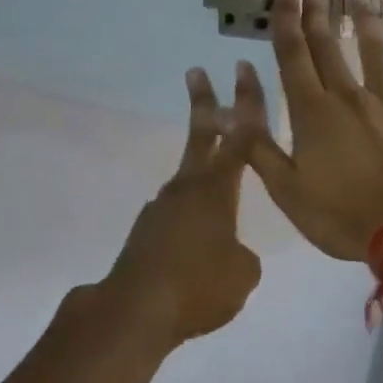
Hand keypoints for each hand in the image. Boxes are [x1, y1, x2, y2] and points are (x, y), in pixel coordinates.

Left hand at [98, 67, 265, 346]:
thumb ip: (243, 255)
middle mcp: (187, 189)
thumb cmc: (199, 286)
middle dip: (204, 104)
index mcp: (216, 190)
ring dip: (202, 178)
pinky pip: (176, 216)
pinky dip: (190, 220)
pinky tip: (197, 249)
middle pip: (200, 137)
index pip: (240, 138)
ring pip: (188, 181)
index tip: (243, 73)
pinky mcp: (146, 231)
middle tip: (196, 73)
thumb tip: (230, 251)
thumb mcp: (243, 274)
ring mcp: (162, 208)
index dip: (247, 105)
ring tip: (221, 202)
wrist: (136, 310)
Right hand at [242, 0, 382, 260]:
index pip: (293, 54)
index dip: (285, 17)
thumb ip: (256, 146)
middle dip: (315, 14)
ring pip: (377, 56)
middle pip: (328, 47)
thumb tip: (227, 106)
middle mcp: (349, 97)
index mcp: (312, 111)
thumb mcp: (285, 189)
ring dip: (366, 26)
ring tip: (359, 1)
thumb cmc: (341, 215)